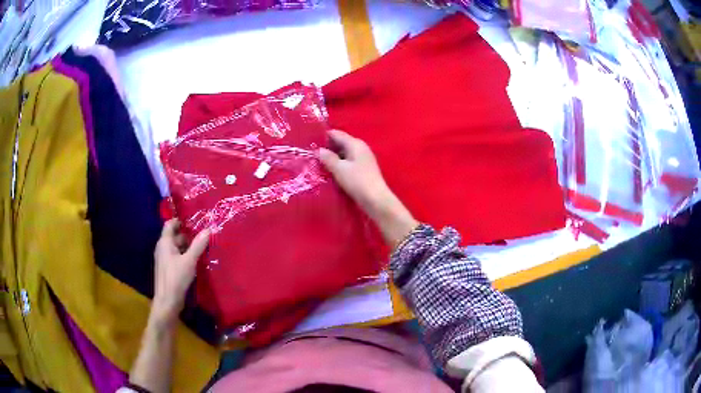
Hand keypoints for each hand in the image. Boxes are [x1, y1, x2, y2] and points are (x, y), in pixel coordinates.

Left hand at [152, 219, 209, 323]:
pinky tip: (196, 259)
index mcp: (164, 242)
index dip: (180, 220)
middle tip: (203, 232)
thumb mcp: (189, 261)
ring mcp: (165, 259)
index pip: (170, 224)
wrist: (167, 301)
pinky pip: (177, 256)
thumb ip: (198, 245)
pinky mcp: (168, 269)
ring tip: (203, 245)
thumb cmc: (176, 278)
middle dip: (187, 233)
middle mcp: (162, 248)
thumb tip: (208, 229)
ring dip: (188, 245)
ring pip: (176, 247)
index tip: (194, 219)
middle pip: (174, 235)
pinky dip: (185, 255)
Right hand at [319, 129, 417, 247]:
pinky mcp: (364, 169)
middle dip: (328, 148)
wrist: (376, 200)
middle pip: (341, 142)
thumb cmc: (357, 181)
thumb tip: (319, 150)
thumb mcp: (339, 169)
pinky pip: (348, 162)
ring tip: (319, 164)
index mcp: (355, 143)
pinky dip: (340, 165)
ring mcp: (363, 158)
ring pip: (344, 153)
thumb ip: (328, 158)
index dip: (323, 137)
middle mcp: (360, 148)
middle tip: (312, 155)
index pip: (336, 134)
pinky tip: (331, 172)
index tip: (310, 143)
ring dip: (333, 157)